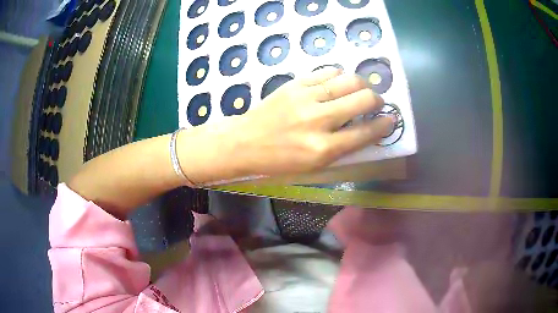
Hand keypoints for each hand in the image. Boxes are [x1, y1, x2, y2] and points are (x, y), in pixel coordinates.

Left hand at [178, 68, 393, 183]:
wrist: (244, 142)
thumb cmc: (279, 161)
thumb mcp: (313, 167)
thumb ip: (342, 148)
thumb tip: (366, 129)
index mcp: (323, 149)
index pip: (366, 132)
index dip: (384, 124)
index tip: (390, 119)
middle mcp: (318, 121)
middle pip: (363, 99)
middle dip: (377, 100)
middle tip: (375, 103)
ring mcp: (306, 98)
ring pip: (348, 80)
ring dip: (362, 84)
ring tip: (361, 89)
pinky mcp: (295, 84)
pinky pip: (327, 72)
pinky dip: (339, 76)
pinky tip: (339, 82)